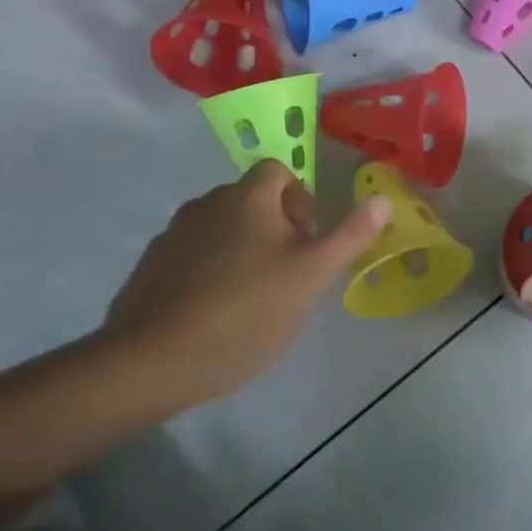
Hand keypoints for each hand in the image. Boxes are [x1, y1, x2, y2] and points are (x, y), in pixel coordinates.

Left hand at [97, 160, 390, 403]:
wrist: (153, 360)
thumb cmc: (246, 310)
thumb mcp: (312, 275)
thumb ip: (349, 236)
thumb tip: (382, 199)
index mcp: (246, 197)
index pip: (278, 170)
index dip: (300, 199)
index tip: (307, 241)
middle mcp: (206, 204)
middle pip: (250, 200)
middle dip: (275, 228)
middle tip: (288, 274)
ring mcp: (172, 236)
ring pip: (220, 229)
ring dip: (241, 250)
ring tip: (253, 298)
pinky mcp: (149, 268)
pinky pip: (191, 257)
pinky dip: (209, 272)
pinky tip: (215, 314)